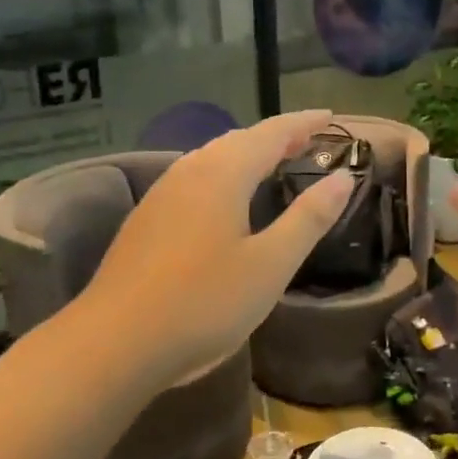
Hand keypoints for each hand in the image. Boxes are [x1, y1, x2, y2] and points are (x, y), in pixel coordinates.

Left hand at [81, 110, 353, 384]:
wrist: (114, 343)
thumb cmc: (203, 302)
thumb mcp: (271, 264)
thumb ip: (308, 218)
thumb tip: (343, 177)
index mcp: (222, 174)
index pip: (272, 133)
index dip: (303, 123)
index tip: (330, 115)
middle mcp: (189, 172)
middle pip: (239, 140)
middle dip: (276, 136)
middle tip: (308, 140)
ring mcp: (161, 195)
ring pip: (212, 158)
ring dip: (247, 153)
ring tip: (272, 162)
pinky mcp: (146, 220)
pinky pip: (194, 178)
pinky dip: (223, 174)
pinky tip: (225, 199)